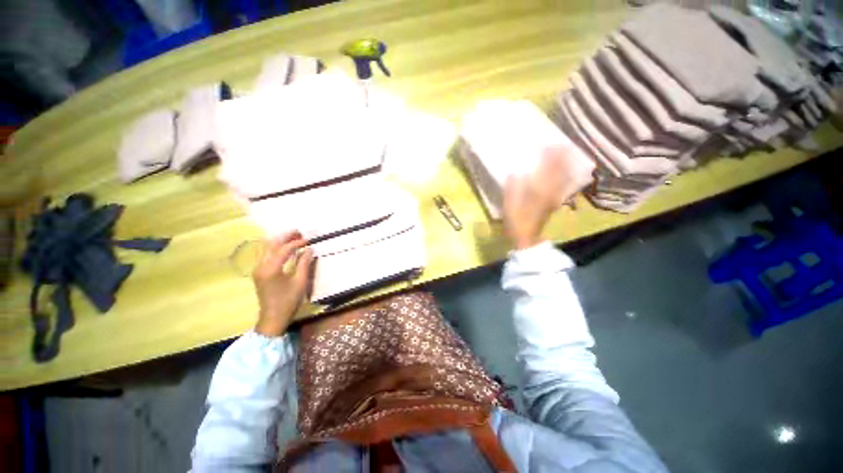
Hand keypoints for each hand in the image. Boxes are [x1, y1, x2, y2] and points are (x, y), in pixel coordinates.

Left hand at [253, 232, 314, 336]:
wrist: (273, 318)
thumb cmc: (288, 301)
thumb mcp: (300, 282)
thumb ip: (304, 263)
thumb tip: (309, 249)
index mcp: (271, 269)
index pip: (284, 249)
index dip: (297, 243)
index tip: (309, 240)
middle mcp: (261, 266)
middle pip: (271, 244)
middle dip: (285, 237)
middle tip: (299, 232)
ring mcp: (258, 269)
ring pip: (267, 248)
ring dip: (280, 241)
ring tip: (294, 238)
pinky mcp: (259, 272)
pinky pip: (266, 254)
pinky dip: (276, 248)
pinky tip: (286, 248)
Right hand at [503, 148, 589, 249]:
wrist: (527, 237)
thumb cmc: (517, 220)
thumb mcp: (510, 204)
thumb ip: (512, 188)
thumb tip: (514, 172)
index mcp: (538, 190)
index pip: (547, 168)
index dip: (549, 155)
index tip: (550, 142)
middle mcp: (550, 191)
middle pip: (559, 171)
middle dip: (562, 157)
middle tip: (564, 144)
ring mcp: (554, 197)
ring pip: (563, 177)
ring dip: (566, 165)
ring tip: (568, 154)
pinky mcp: (553, 202)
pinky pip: (563, 186)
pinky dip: (566, 176)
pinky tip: (567, 173)